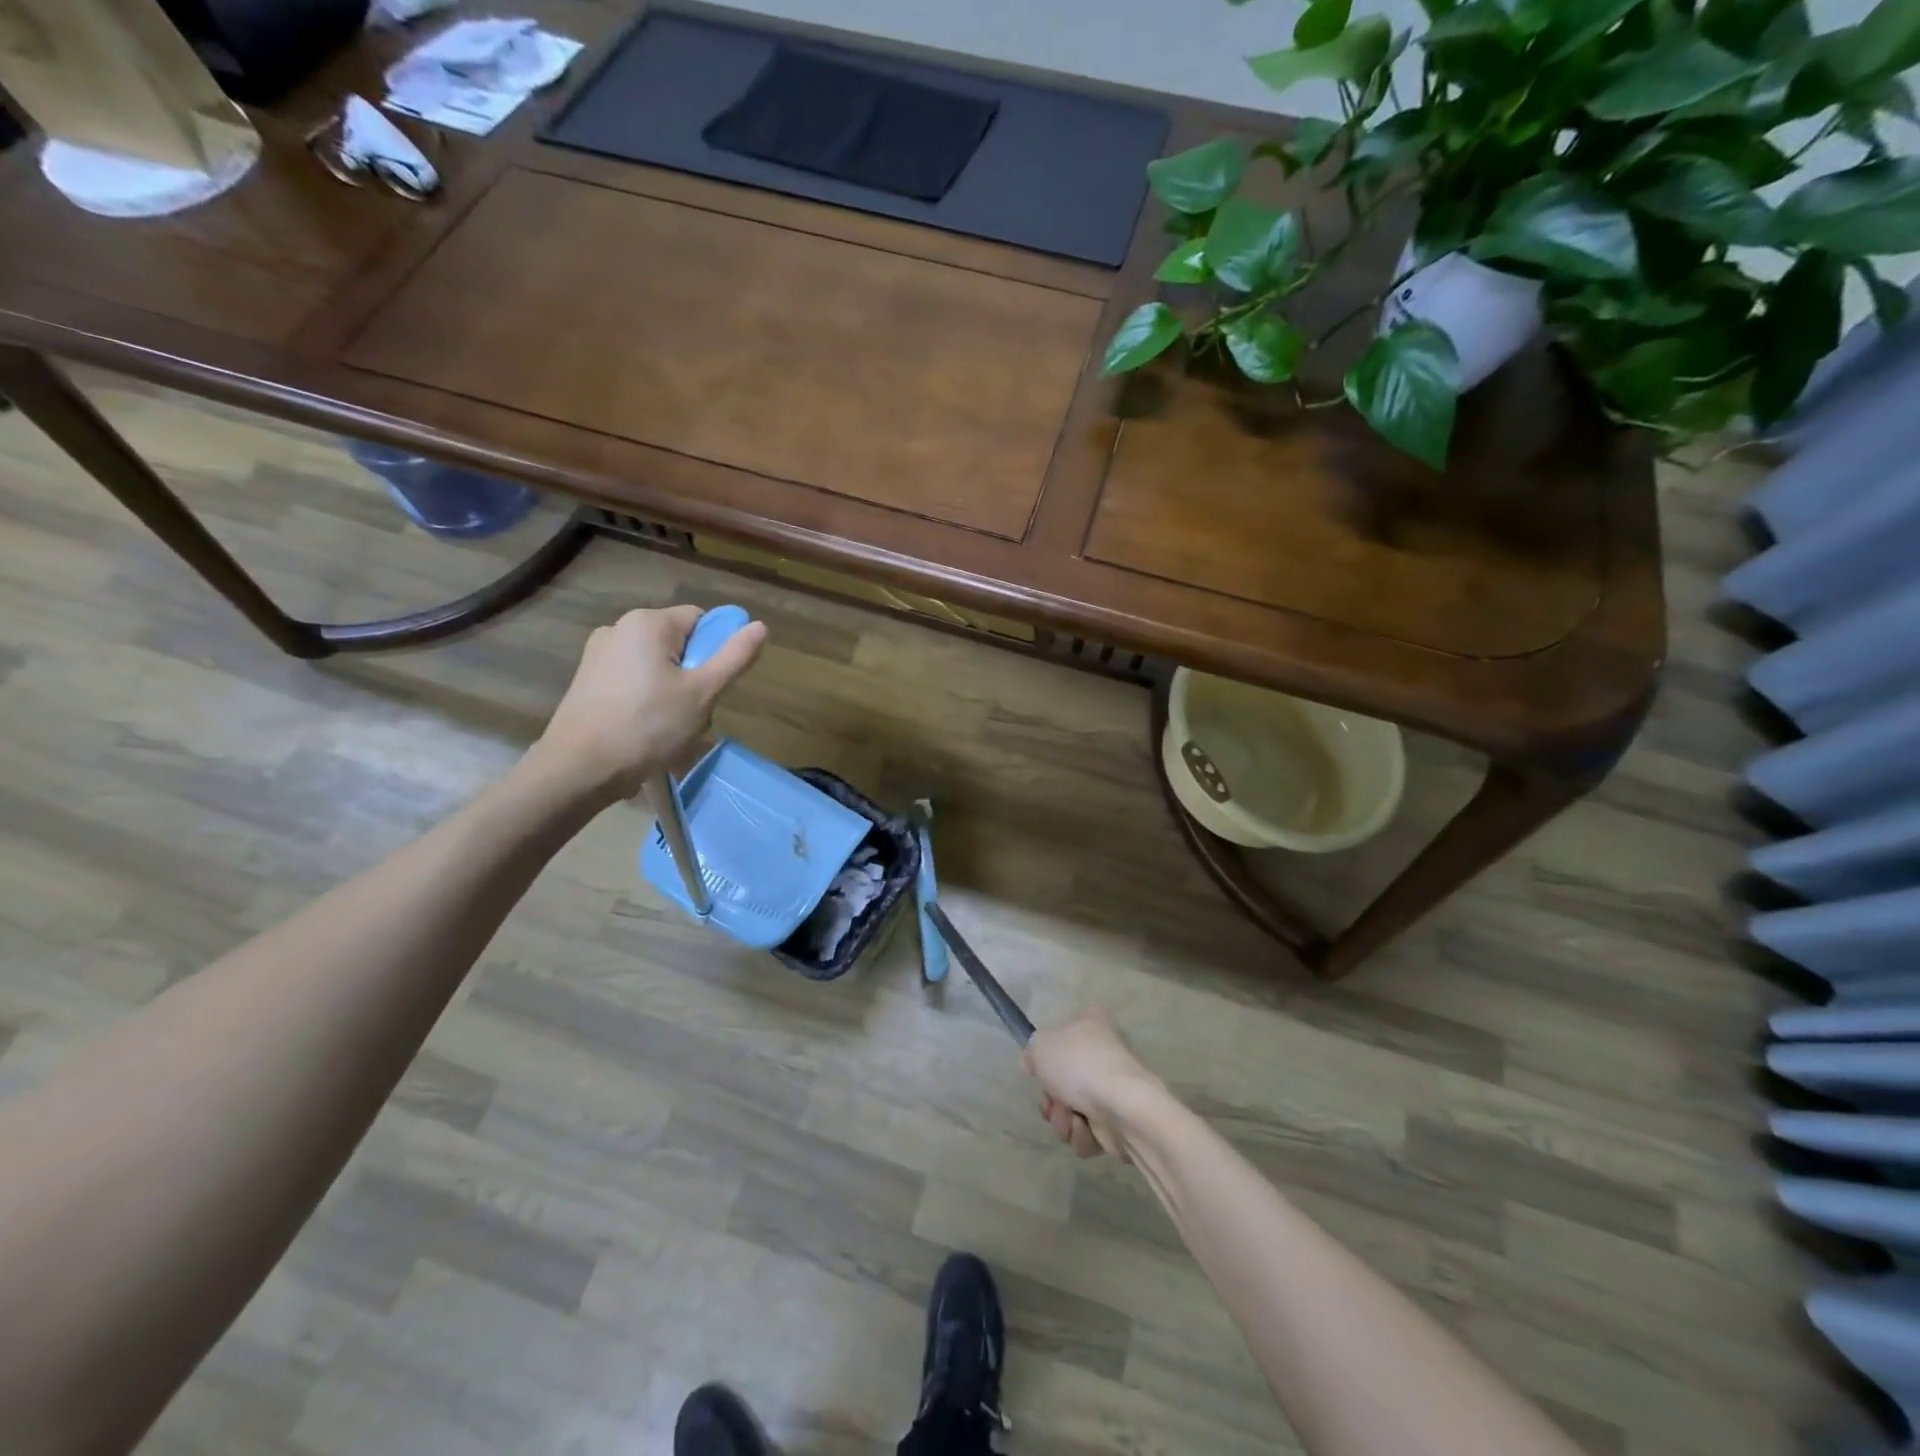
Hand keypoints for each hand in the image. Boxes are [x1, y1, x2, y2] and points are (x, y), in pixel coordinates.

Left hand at [527, 606, 766, 807]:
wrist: (579, 768)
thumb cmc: (648, 727)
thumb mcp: (702, 694)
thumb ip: (734, 657)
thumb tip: (760, 626)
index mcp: (648, 623)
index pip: (701, 620)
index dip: (717, 650)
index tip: (714, 686)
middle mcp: (619, 627)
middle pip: (678, 642)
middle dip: (694, 674)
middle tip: (695, 712)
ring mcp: (599, 653)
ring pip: (656, 663)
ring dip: (673, 689)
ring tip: (670, 726)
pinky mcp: (587, 678)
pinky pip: (632, 678)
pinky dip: (647, 697)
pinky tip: (646, 728)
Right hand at [1022, 1009, 1163, 1159]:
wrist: (1123, 1106)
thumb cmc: (1080, 1065)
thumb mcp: (1040, 1047)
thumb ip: (1032, 1053)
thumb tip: (1033, 1063)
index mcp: (1090, 1023)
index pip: (1060, 1037)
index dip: (1045, 1059)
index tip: (1038, 1073)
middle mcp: (1103, 1053)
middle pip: (1062, 1080)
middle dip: (1052, 1100)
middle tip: (1052, 1103)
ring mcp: (1112, 1089)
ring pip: (1071, 1109)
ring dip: (1063, 1119)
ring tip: (1072, 1118)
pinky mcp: (1118, 1121)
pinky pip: (1088, 1131)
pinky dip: (1082, 1134)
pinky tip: (1087, 1128)